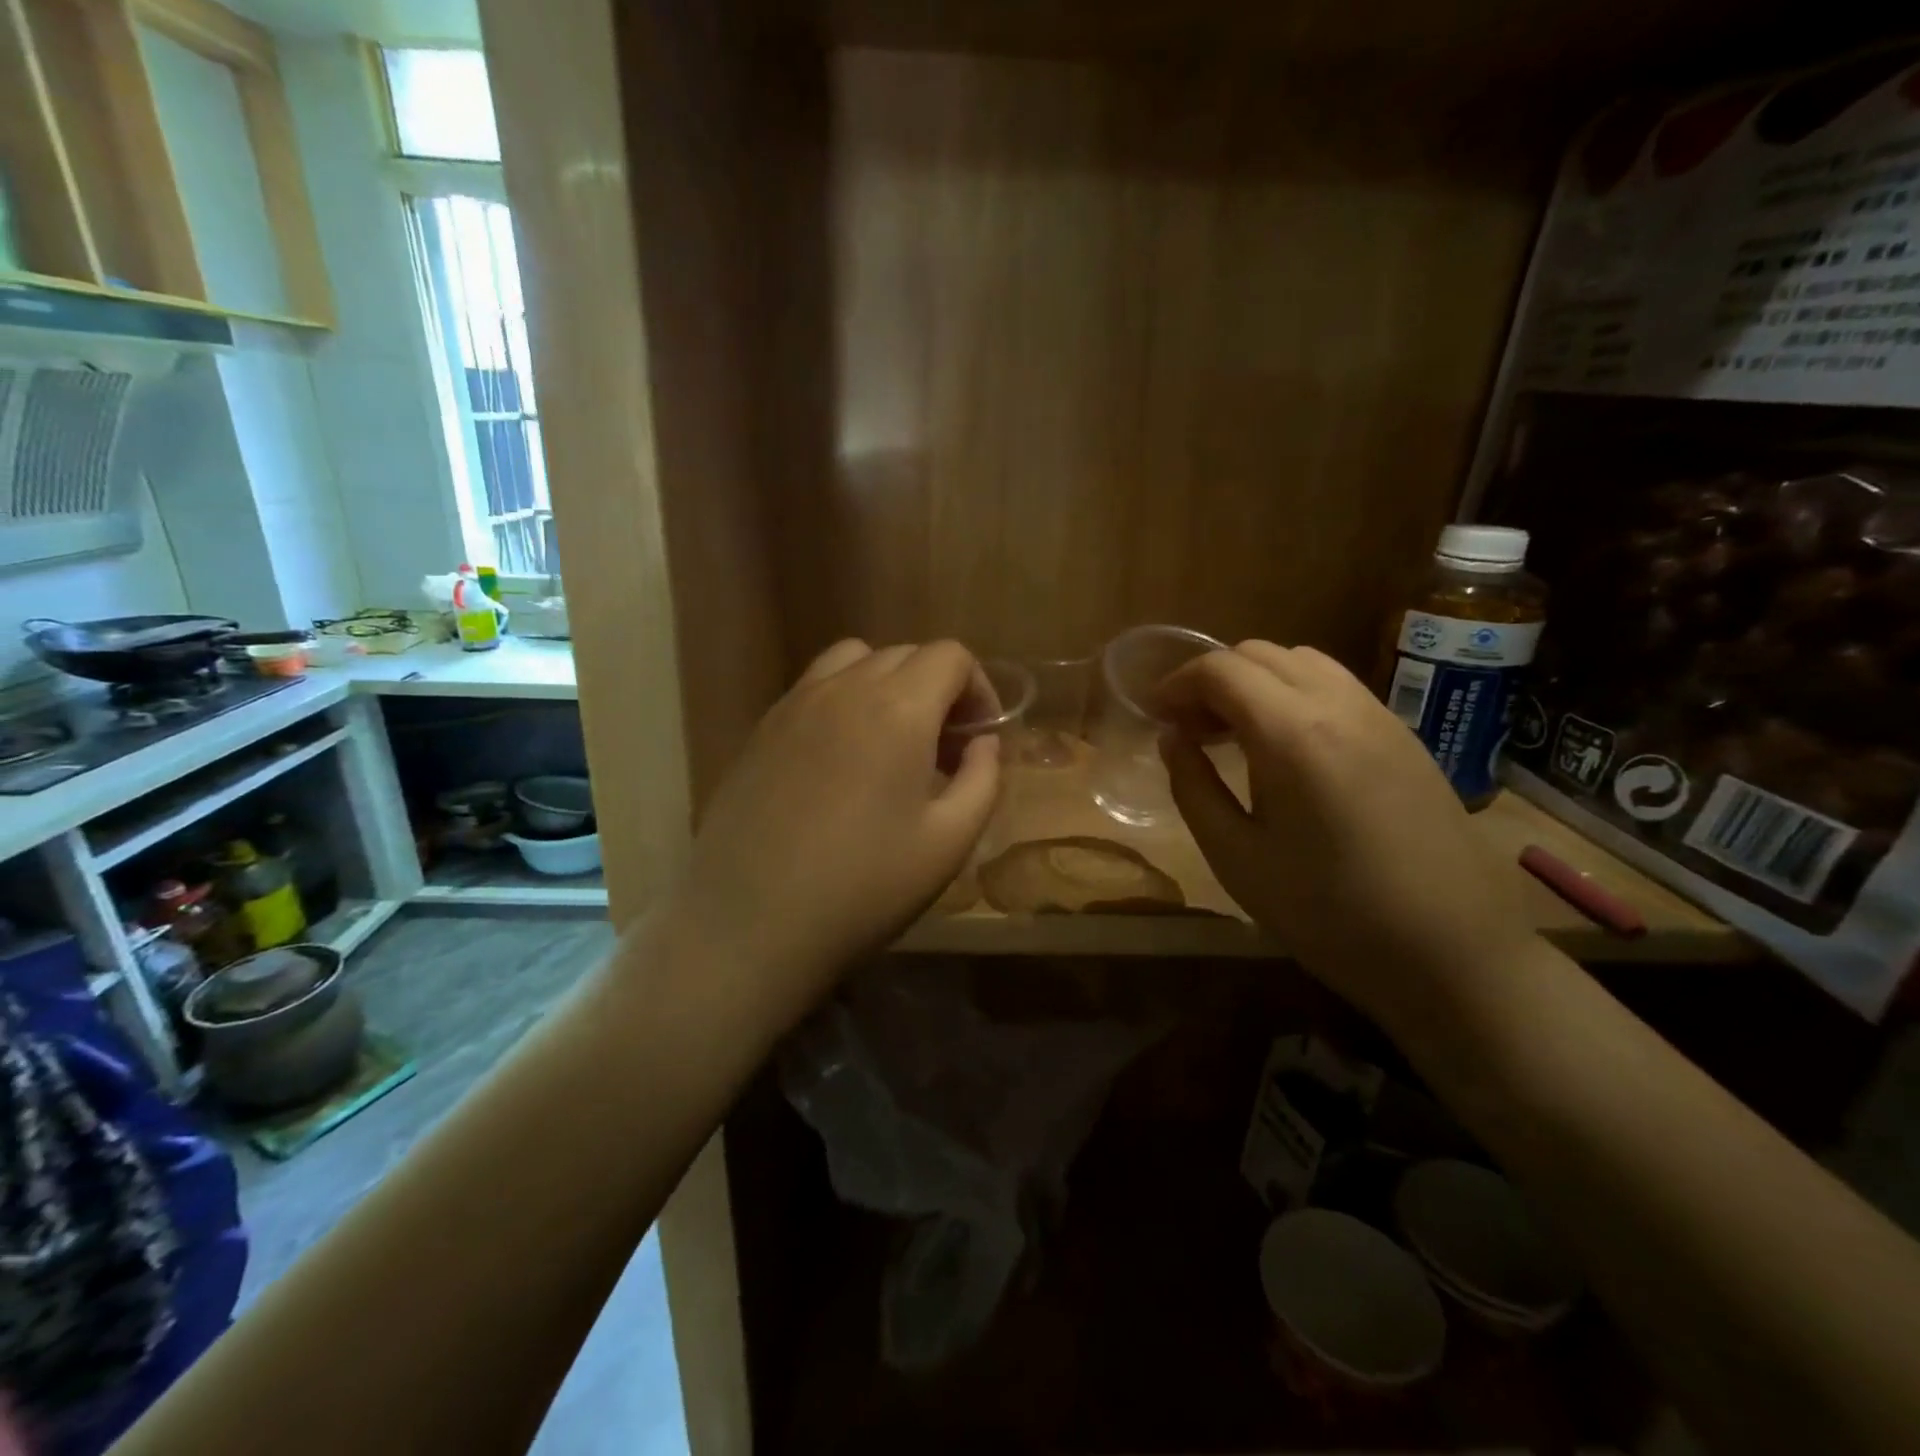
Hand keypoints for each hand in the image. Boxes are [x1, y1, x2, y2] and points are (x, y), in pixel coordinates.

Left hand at [668, 639, 1000, 1010]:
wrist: (750, 923)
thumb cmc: (863, 888)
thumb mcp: (949, 843)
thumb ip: (983, 780)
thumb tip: (984, 743)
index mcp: (898, 709)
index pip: (950, 656)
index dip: (979, 689)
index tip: (980, 738)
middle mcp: (844, 688)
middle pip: (905, 654)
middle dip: (938, 689)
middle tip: (944, 750)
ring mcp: (794, 704)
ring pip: (854, 660)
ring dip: (887, 685)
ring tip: (892, 741)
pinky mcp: (761, 728)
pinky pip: (814, 688)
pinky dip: (843, 700)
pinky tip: (841, 759)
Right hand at [1155, 641, 1533, 1026]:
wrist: (1453, 954)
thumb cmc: (1328, 914)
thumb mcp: (1236, 857)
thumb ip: (1193, 787)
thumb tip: (1172, 738)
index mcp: (1291, 734)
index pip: (1220, 669)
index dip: (1176, 683)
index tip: (1154, 715)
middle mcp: (1339, 705)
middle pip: (1259, 654)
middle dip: (1211, 678)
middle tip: (1187, 727)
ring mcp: (1380, 716)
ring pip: (1302, 662)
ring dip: (1254, 681)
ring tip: (1232, 733)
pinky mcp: (1405, 736)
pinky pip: (1336, 686)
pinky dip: (1293, 693)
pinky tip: (1285, 746)